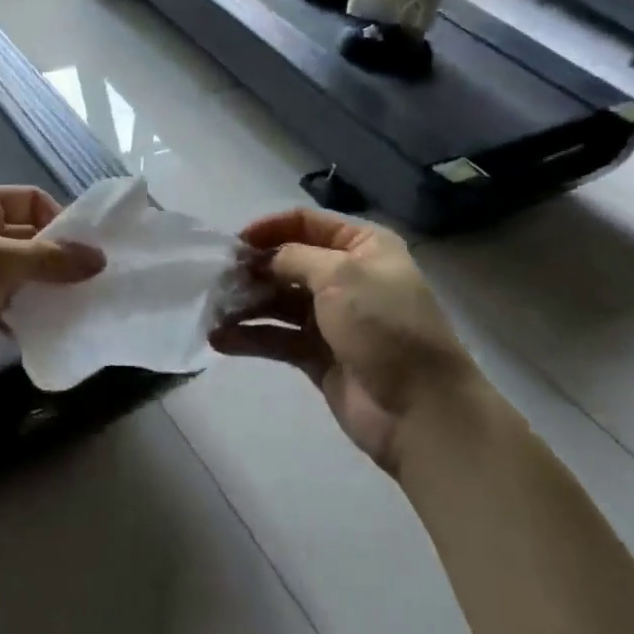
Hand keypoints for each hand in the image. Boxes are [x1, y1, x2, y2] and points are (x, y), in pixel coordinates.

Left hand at [0, 186, 104, 396]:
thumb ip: (49, 260)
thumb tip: (99, 259)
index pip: (31, 201)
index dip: (61, 222)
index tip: (90, 255)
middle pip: (26, 239)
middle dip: (57, 261)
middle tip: (93, 287)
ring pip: (15, 276)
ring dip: (41, 292)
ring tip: (77, 311)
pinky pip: (0, 307)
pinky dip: (20, 317)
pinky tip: (44, 333)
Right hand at [211, 208, 473, 469]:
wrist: (421, 410)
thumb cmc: (384, 327)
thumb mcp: (341, 275)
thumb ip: (293, 258)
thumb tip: (262, 259)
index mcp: (363, 247)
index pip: (306, 223)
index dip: (270, 228)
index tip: (236, 243)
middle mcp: (347, 277)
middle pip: (288, 262)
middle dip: (252, 269)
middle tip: (216, 280)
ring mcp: (331, 318)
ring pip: (278, 301)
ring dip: (245, 303)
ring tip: (212, 310)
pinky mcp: (317, 356)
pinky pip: (277, 338)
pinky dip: (250, 336)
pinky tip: (219, 339)